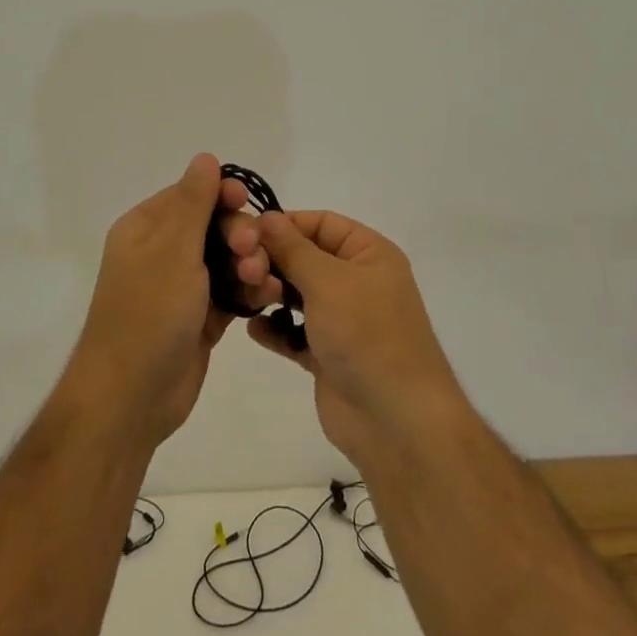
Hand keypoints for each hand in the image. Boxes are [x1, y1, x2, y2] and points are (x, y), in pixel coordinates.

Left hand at [60, 155, 280, 448]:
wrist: (132, 397)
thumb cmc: (149, 313)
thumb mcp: (172, 250)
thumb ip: (193, 201)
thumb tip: (205, 157)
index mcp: (146, 229)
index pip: (190, 195)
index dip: (222, 195)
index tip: (247, 202)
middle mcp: (162, 253)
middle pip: (214, 226)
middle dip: (240, 235)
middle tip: (252, 254)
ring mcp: (182, 287)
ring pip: (228, 260)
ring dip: (250, 264)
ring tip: (260, 282)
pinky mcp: (200, 317)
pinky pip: (232, 291)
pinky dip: (249, 291)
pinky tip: (266, 296)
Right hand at [242, 210, 466, 464]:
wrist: (395, 419)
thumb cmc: (366, 334)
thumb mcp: (328, 281)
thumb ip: (292, 248)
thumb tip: (266, 216)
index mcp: (369, 254)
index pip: (322, 223)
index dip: (286, 224)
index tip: (246, 233)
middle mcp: (357, 281)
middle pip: (306, 257)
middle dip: (273, 261)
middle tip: (242, 270)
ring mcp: (342, 320)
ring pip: (297, 294)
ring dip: (271, 294)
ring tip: (248, 299)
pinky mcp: (327, 354)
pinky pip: (294, 332)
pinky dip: (275, 328)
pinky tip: (254, 328)